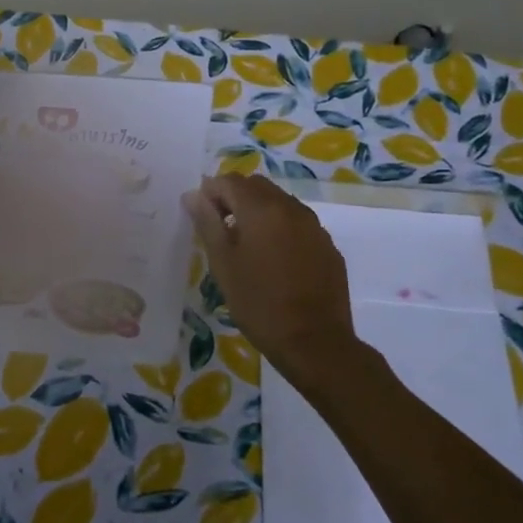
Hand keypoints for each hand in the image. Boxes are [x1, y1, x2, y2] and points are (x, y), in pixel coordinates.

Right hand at [183, 174, 356, 387]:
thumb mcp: (223, 263)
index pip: (230, 181)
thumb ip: (207, 223)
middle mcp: (291, 208)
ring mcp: (314, 226)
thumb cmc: (259, 302)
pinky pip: (299, 224)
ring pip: (280, 203)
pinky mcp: (328, 246)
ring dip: (259, 212)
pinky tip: (275, 261)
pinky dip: (281, 229)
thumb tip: (194, 195)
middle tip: (221, 229)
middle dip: (235, 197)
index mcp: (262, 208)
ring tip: (247, 246)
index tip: (202, 216)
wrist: (314, 342)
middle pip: (257, 186)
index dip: (210, 192)